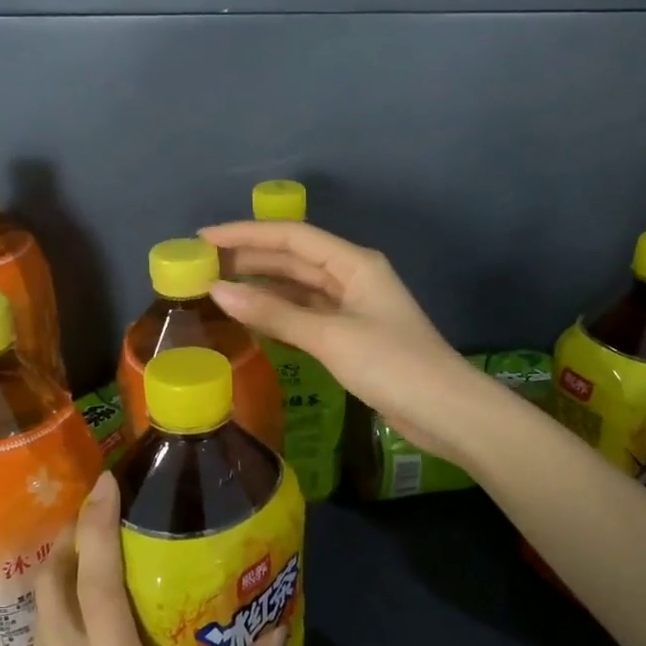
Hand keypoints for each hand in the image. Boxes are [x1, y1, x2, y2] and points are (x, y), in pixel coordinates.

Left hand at [3, 471, 284, 645]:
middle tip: (100, 517)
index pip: (96, 579)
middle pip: (52, 584)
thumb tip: (278, 636)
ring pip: (40, 621)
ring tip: (92, 572)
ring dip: (60, 583)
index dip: (98, 525)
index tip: (106, 482)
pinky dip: (59, 638)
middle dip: (70, 539)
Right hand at [201, 219, 486, 460]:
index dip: (246, 234)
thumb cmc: (392, 364)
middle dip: (249, 259)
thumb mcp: (330, 336)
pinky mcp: (351, 337)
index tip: (203, 239)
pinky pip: (306, 316)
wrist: (445, 411)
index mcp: (354, 263)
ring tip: (216, 290)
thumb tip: (218, 291)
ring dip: (261, 288)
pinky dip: (278, 315)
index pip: (291, 236)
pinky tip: (251, 320)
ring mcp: (353, 308)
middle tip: (201, 267)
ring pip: (298, 288)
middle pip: (293, 259)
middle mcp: (352, 277)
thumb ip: (274, 313)